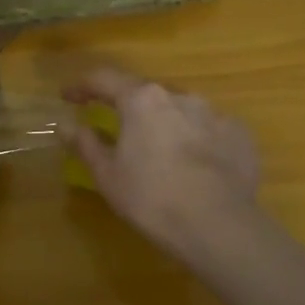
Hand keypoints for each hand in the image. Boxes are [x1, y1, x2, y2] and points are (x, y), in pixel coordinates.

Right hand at [63, 67, 263, 264]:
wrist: (218, 225)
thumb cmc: (151, 198)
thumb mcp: (107, 175)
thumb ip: (85, 144)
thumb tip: (66, 125)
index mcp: (142, 100)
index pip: (104, 79)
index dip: (82, 86)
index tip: (68, 97)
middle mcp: (179, 96)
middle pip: (146, 94)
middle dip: (128, 107)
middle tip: (116, 126)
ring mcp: (214, 114)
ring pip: (180, 110)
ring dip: (164, 123)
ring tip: (159, 150)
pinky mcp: (239, 135)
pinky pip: (209, 131)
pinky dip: (195, 141)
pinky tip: (194, 165)